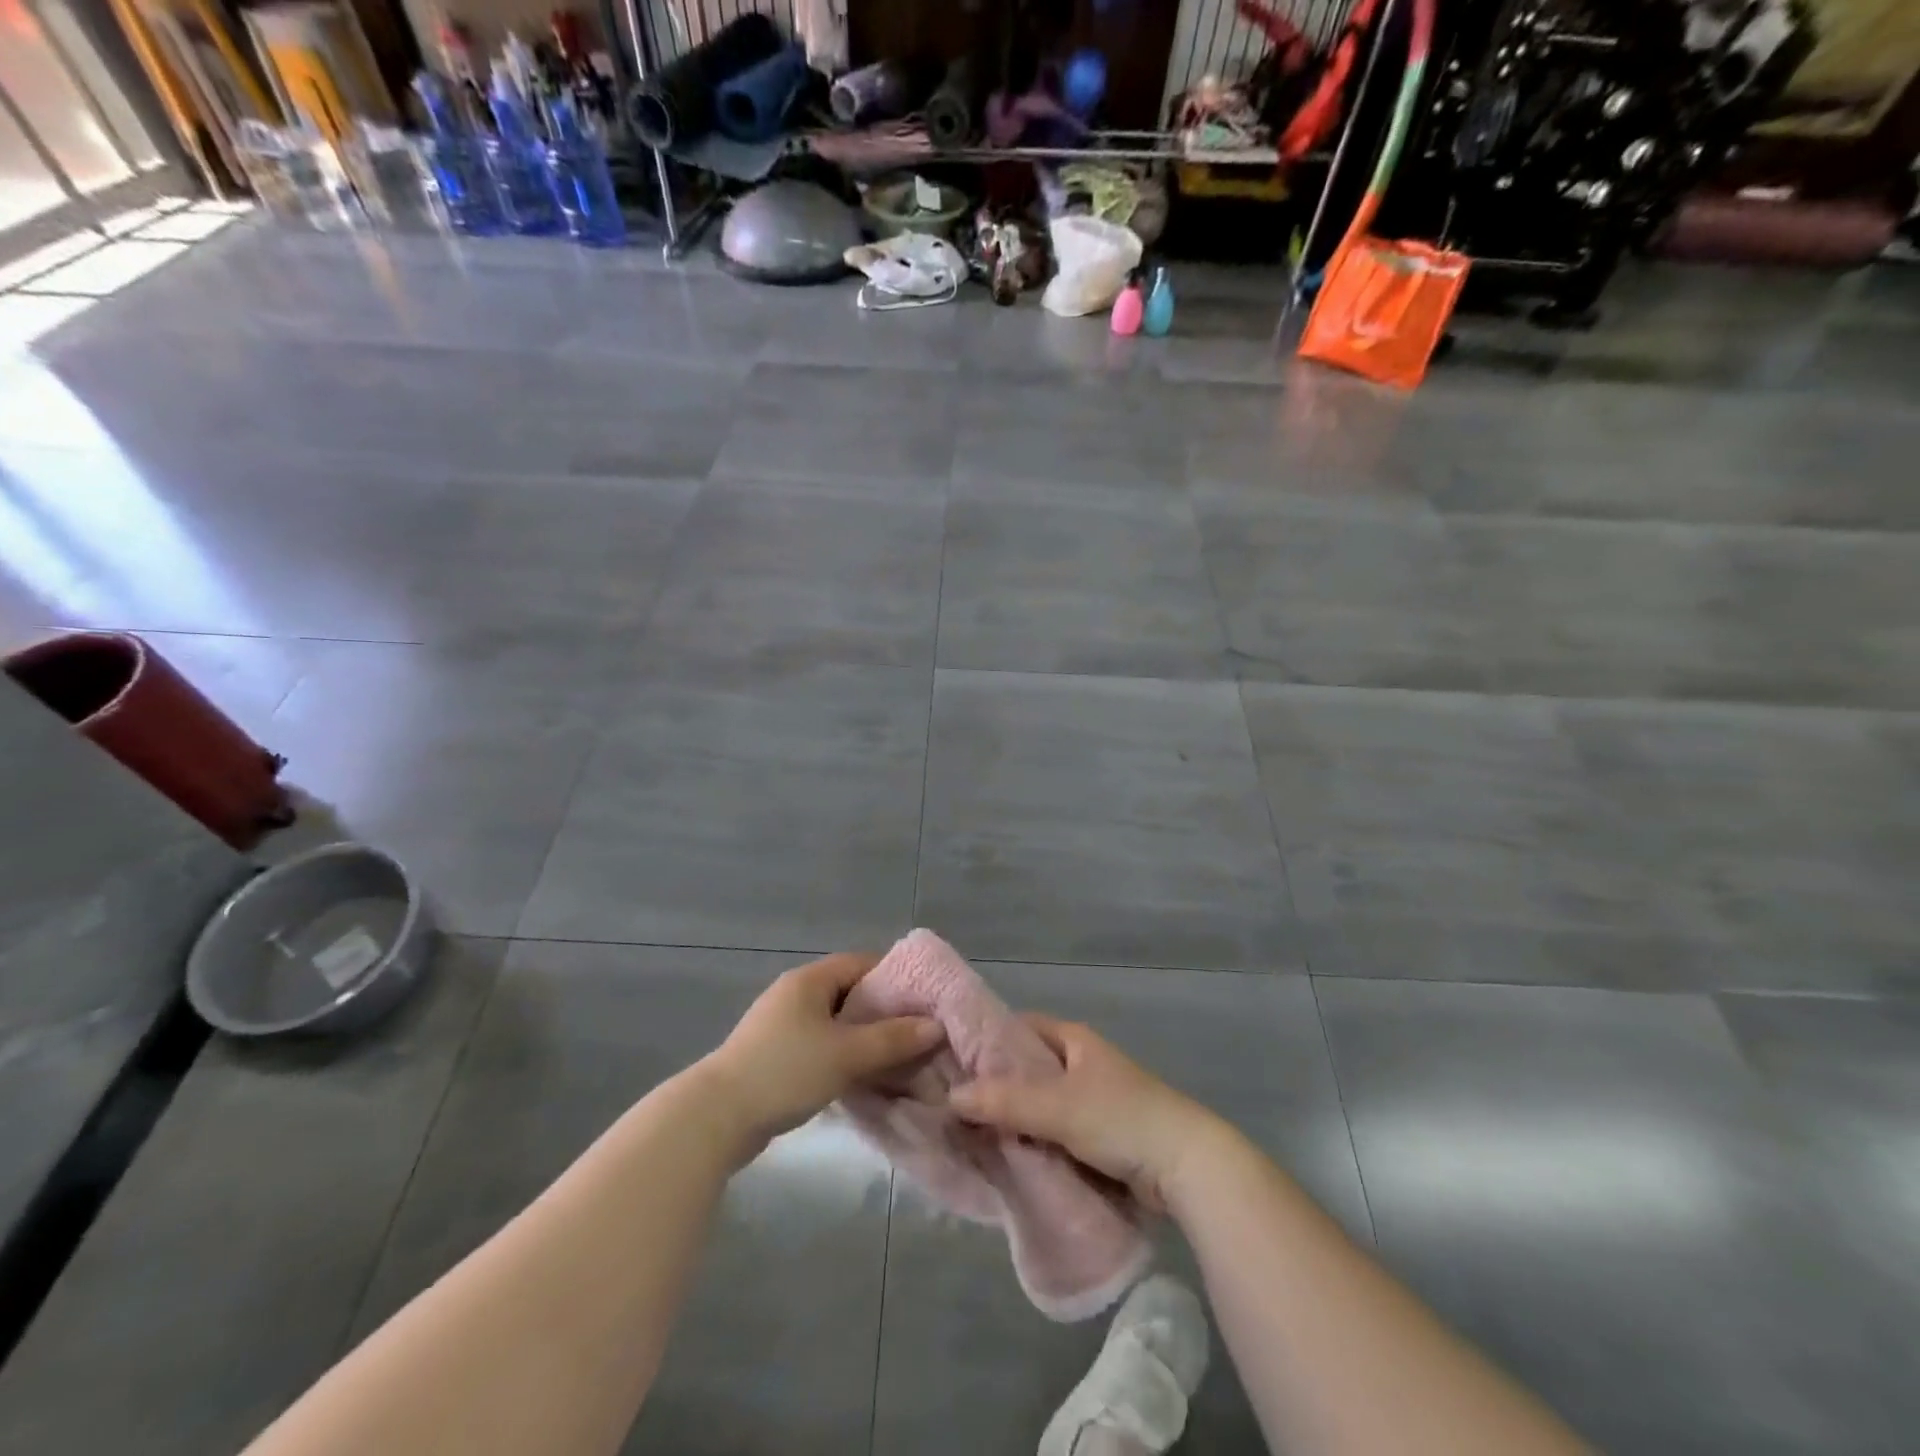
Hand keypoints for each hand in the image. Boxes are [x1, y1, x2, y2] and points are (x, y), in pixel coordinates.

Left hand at [701, 953, 943, 1155]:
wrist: (715, 1117)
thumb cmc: (785, 1071)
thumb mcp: (846, 1054)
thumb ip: (892, 1039)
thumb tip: (934, 1027)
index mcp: (810, 980)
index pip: (862, 963)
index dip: (896, 977)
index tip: (925, 1000)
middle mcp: (795, 994)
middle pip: (850, 993)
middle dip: (884, 1012)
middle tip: (917, 1032)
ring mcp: (781, 1025)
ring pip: (835, 1023)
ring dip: (863, 1038)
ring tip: (897, 1058)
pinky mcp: (774, 1055)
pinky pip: (820, 1045)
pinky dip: (843, 1055)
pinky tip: (861, 1077)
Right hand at [948, 1014, 1214, 1209]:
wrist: (1186, 1166)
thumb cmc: (1121, 1118)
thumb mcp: (1058, 1106)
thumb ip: (1004, 1101)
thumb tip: (951, 1096)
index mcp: (1073, 1039)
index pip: (1019, 1028)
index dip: (987, 1040)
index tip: (952, 1059)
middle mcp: (1081, 1062)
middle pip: (1027, 1068)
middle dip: (996, 1086)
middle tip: (954, 1103)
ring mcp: (1092, 1099)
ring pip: (1040, 1104)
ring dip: (1014, 1118)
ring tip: (971, 1133)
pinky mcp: (1099, 1135)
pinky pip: (1054, 1132)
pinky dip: (1034, 1141)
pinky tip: (1007, 1156)